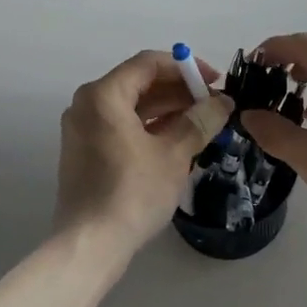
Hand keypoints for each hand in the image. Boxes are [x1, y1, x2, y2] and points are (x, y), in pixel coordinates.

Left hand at [55, 50, 232, 257]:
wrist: (91, 243)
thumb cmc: (133, 193)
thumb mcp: (174, 154)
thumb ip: (199, 122)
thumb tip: (223, 102)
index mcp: (103, 95)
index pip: (148, 63)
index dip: (186, 68)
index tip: (215, 82)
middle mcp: (87, 105)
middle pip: (139, 83)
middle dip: (179, 90)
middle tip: (214, 105)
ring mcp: (83, 130)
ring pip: (131, 107)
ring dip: (167, 110)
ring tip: (204, 122)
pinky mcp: (86, 152)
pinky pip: (122, 127)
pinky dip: (150, 128)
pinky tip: (179, 139)